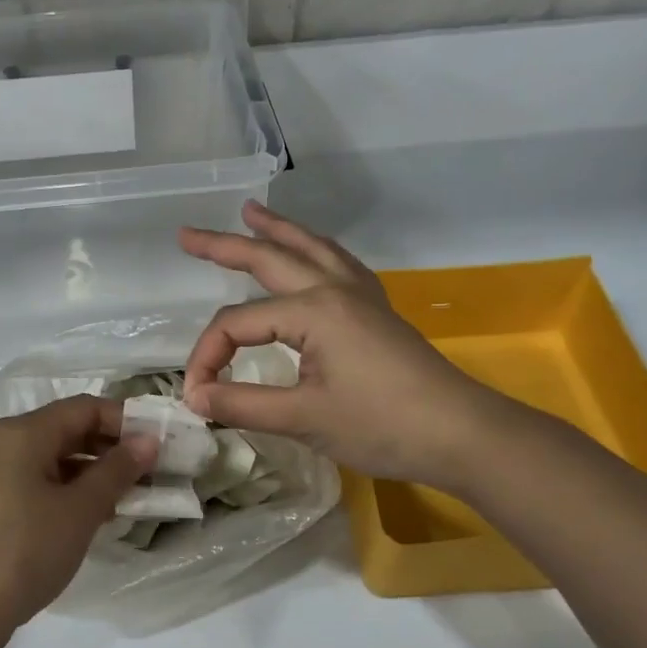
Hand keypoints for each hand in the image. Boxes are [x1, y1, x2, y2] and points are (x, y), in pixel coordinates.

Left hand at [0, 396, 153, 646]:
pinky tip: (84, 519)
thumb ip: (116, 470)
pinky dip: (61, 491)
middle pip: (63, 430)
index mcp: (21, 433)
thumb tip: (147, 440)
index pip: (83, 407)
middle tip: (147, 475)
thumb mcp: (79, 510)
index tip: (158, 445)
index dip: (125, 421)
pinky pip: (29, 483)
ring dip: (87, 474)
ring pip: (47, 460)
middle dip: (108, 449)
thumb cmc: (23, 551)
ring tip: (123, 502)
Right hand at [178, 202, 488, 486]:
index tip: (197, 397)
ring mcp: (361, 296)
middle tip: (186, 235)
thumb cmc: (381, 426)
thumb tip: (195, 396)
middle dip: (226, 245)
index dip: (207, 357)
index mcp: (312, 310)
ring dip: (278, 231)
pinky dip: (315, 251)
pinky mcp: (377, 311)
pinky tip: (312, 255)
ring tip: (251, 212)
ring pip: (311, 250)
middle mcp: (334, 290)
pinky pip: (338, 265)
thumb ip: (242, 404)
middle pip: (270, 258)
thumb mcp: (303, 419)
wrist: (460, 434)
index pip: (237, 324)